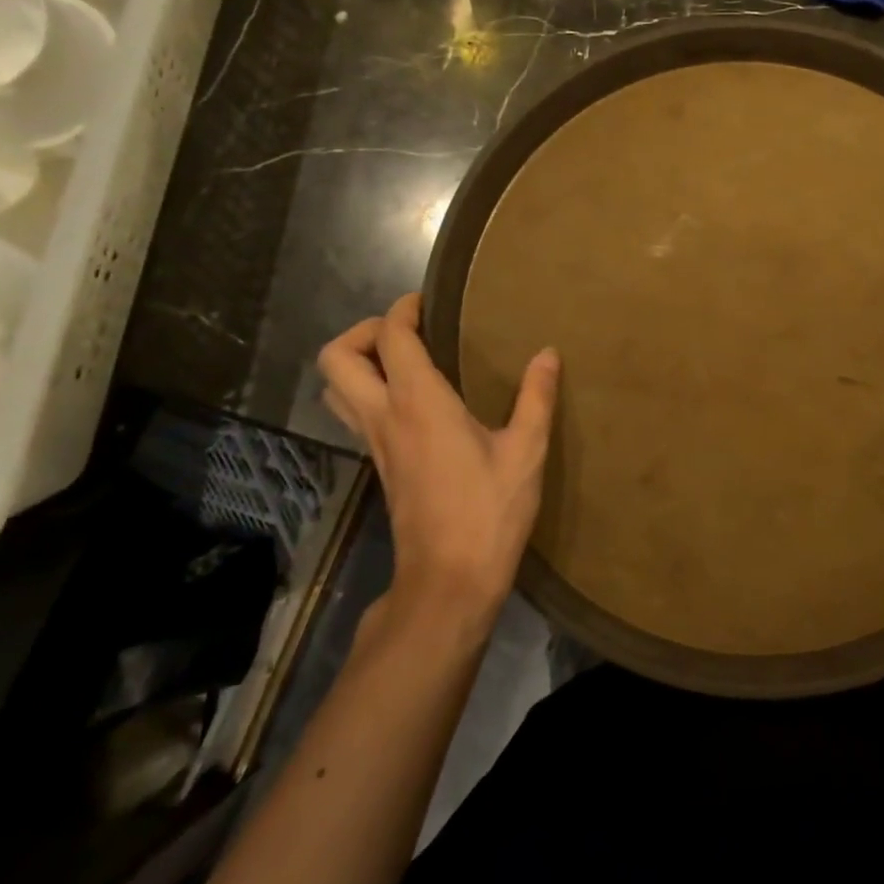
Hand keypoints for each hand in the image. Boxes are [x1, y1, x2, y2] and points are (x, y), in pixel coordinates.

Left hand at [318, 293, 558, 633]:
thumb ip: (536, 397)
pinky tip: (415, 402)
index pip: (390, 337)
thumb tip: (547, 354)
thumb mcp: (526, 451)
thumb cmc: (489, 512)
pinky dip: (369, 392)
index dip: (402, 310)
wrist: (449, 581)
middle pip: (336, 359)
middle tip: (408, 331)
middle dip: (363, 332)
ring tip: (405, 361)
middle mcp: (384, 417)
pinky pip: (355, 415)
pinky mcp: (380, 467)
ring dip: (358, 364)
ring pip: (336, 390)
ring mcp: (375, 445)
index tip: (428, 301)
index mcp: (418, 403)